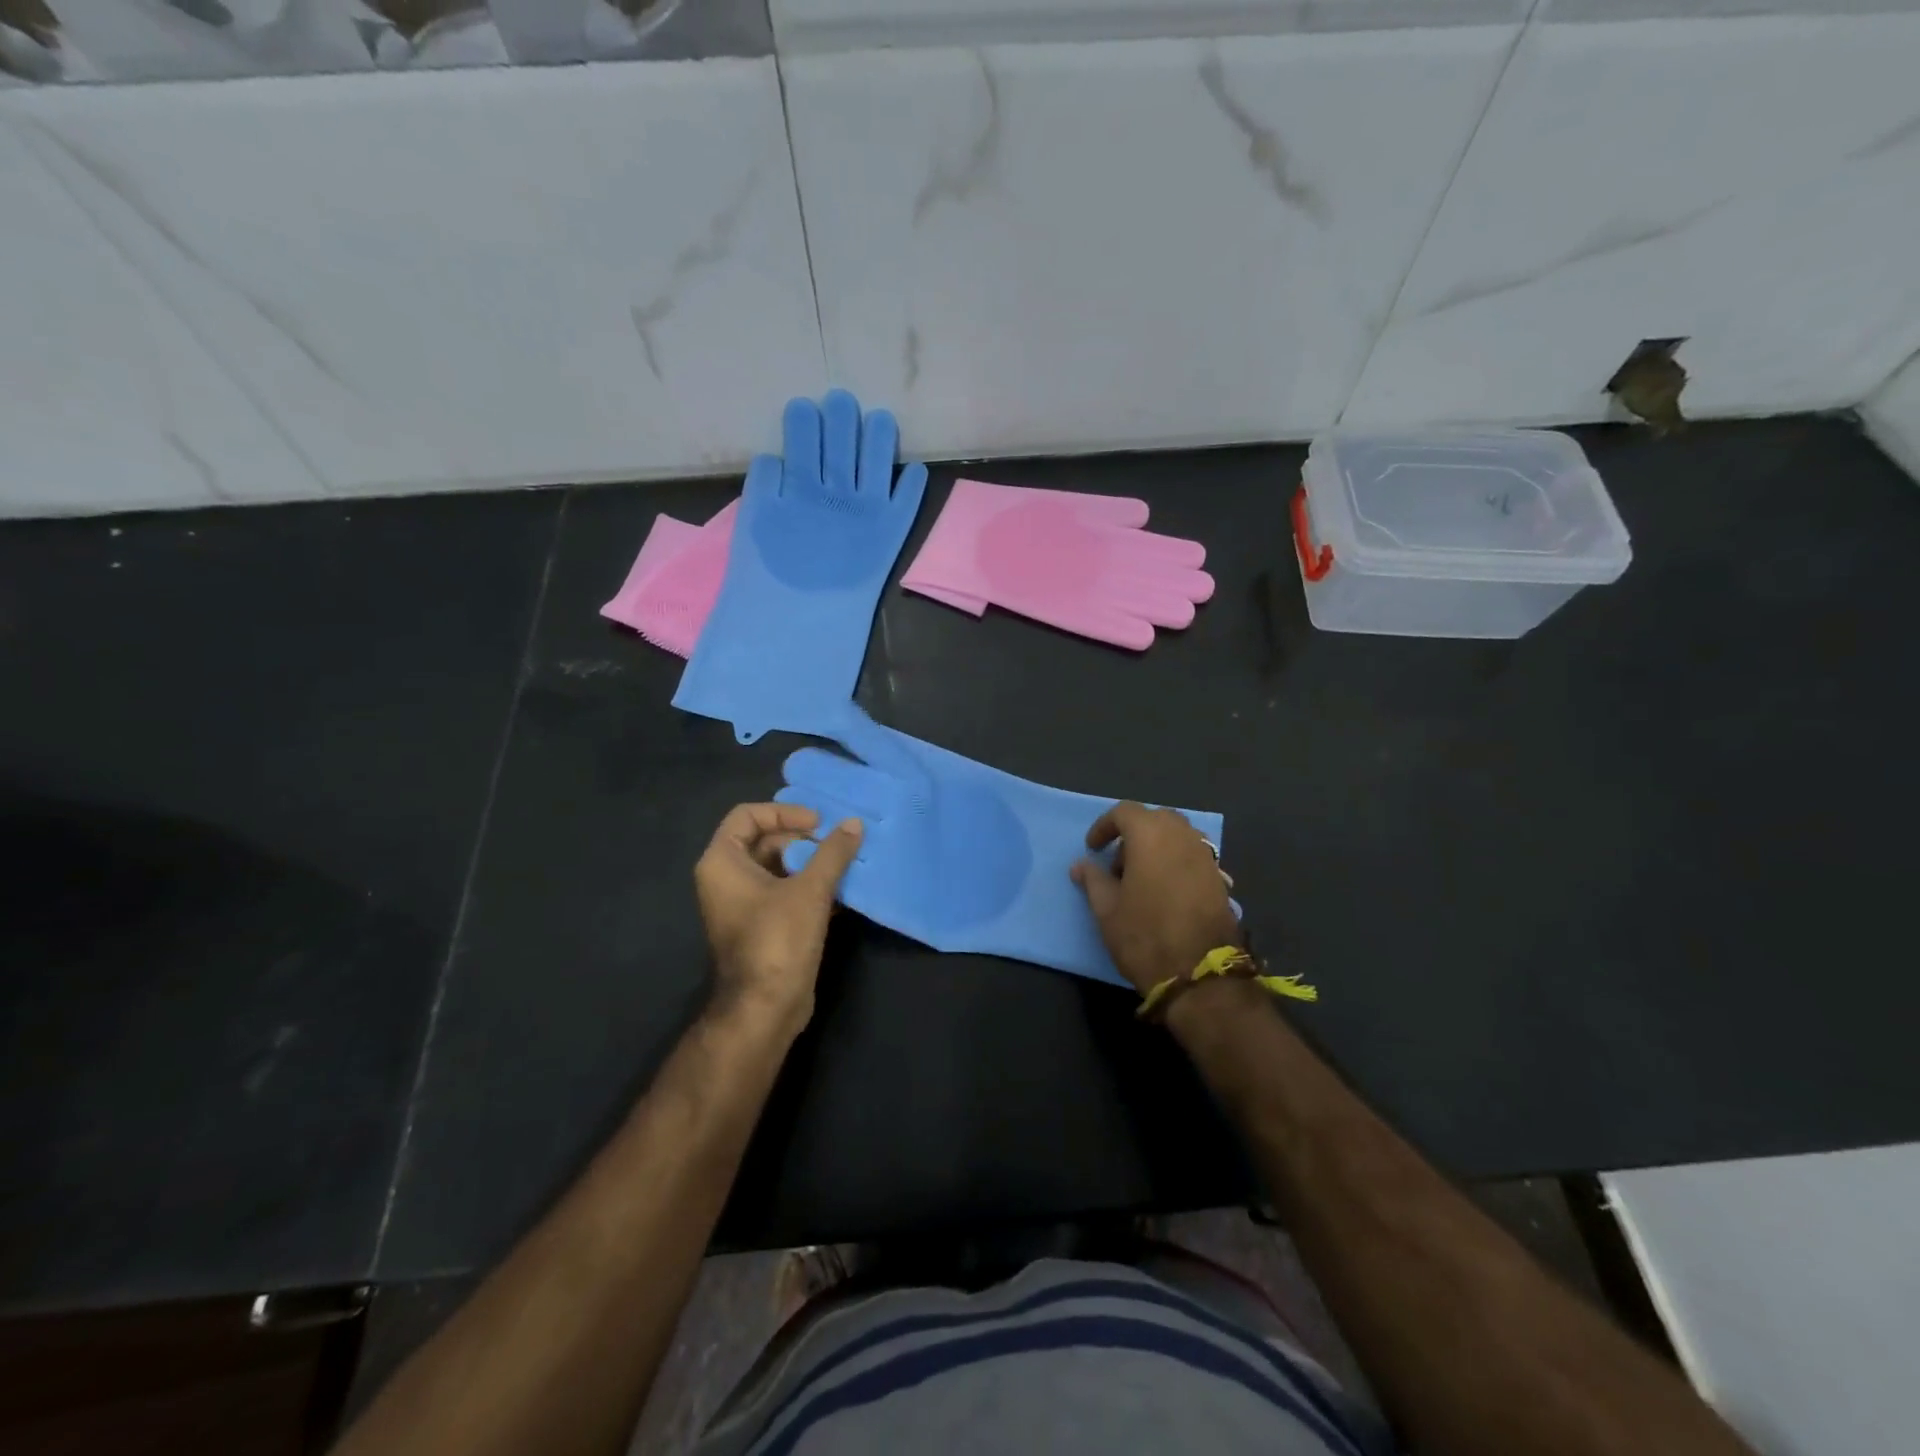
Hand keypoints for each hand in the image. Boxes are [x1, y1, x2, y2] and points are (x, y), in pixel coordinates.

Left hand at [694, 803, 862, 1029]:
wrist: (765, 1008)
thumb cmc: (778, 939)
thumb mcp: (810, 890)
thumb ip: (833, 852)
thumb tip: (854, 823)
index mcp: (722, 862)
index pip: (747, 816)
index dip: (784, 812)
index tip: (817, 823)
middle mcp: (726, 879)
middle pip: (765, 841)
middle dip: (804, 839)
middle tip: (837, 844)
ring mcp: (743, 905)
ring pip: (778, 868)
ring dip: (812, 863)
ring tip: (847, 863)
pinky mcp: (761, 926)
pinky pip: (784, 893)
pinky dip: (810, 887)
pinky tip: (844, 891)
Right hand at [1070, 802, 1241, 994]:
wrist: (1201, 975)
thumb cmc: (1145, 935)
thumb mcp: (1107, 910)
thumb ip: (1093, 880)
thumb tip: (1081, 865)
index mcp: (1151, 835)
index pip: (1124, 812)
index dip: (1104, 826)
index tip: (1093, 849)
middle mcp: (1182, 836)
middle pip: (1155, 819)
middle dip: (1134, 834)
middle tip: (1118, 864)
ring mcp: (1206, 856)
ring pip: (1177, 836)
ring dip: (1157, 847)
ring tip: (1142, 879)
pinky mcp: (1220, 878)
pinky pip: (1192, 856)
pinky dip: (1175, 862)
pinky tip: (1165, 892)